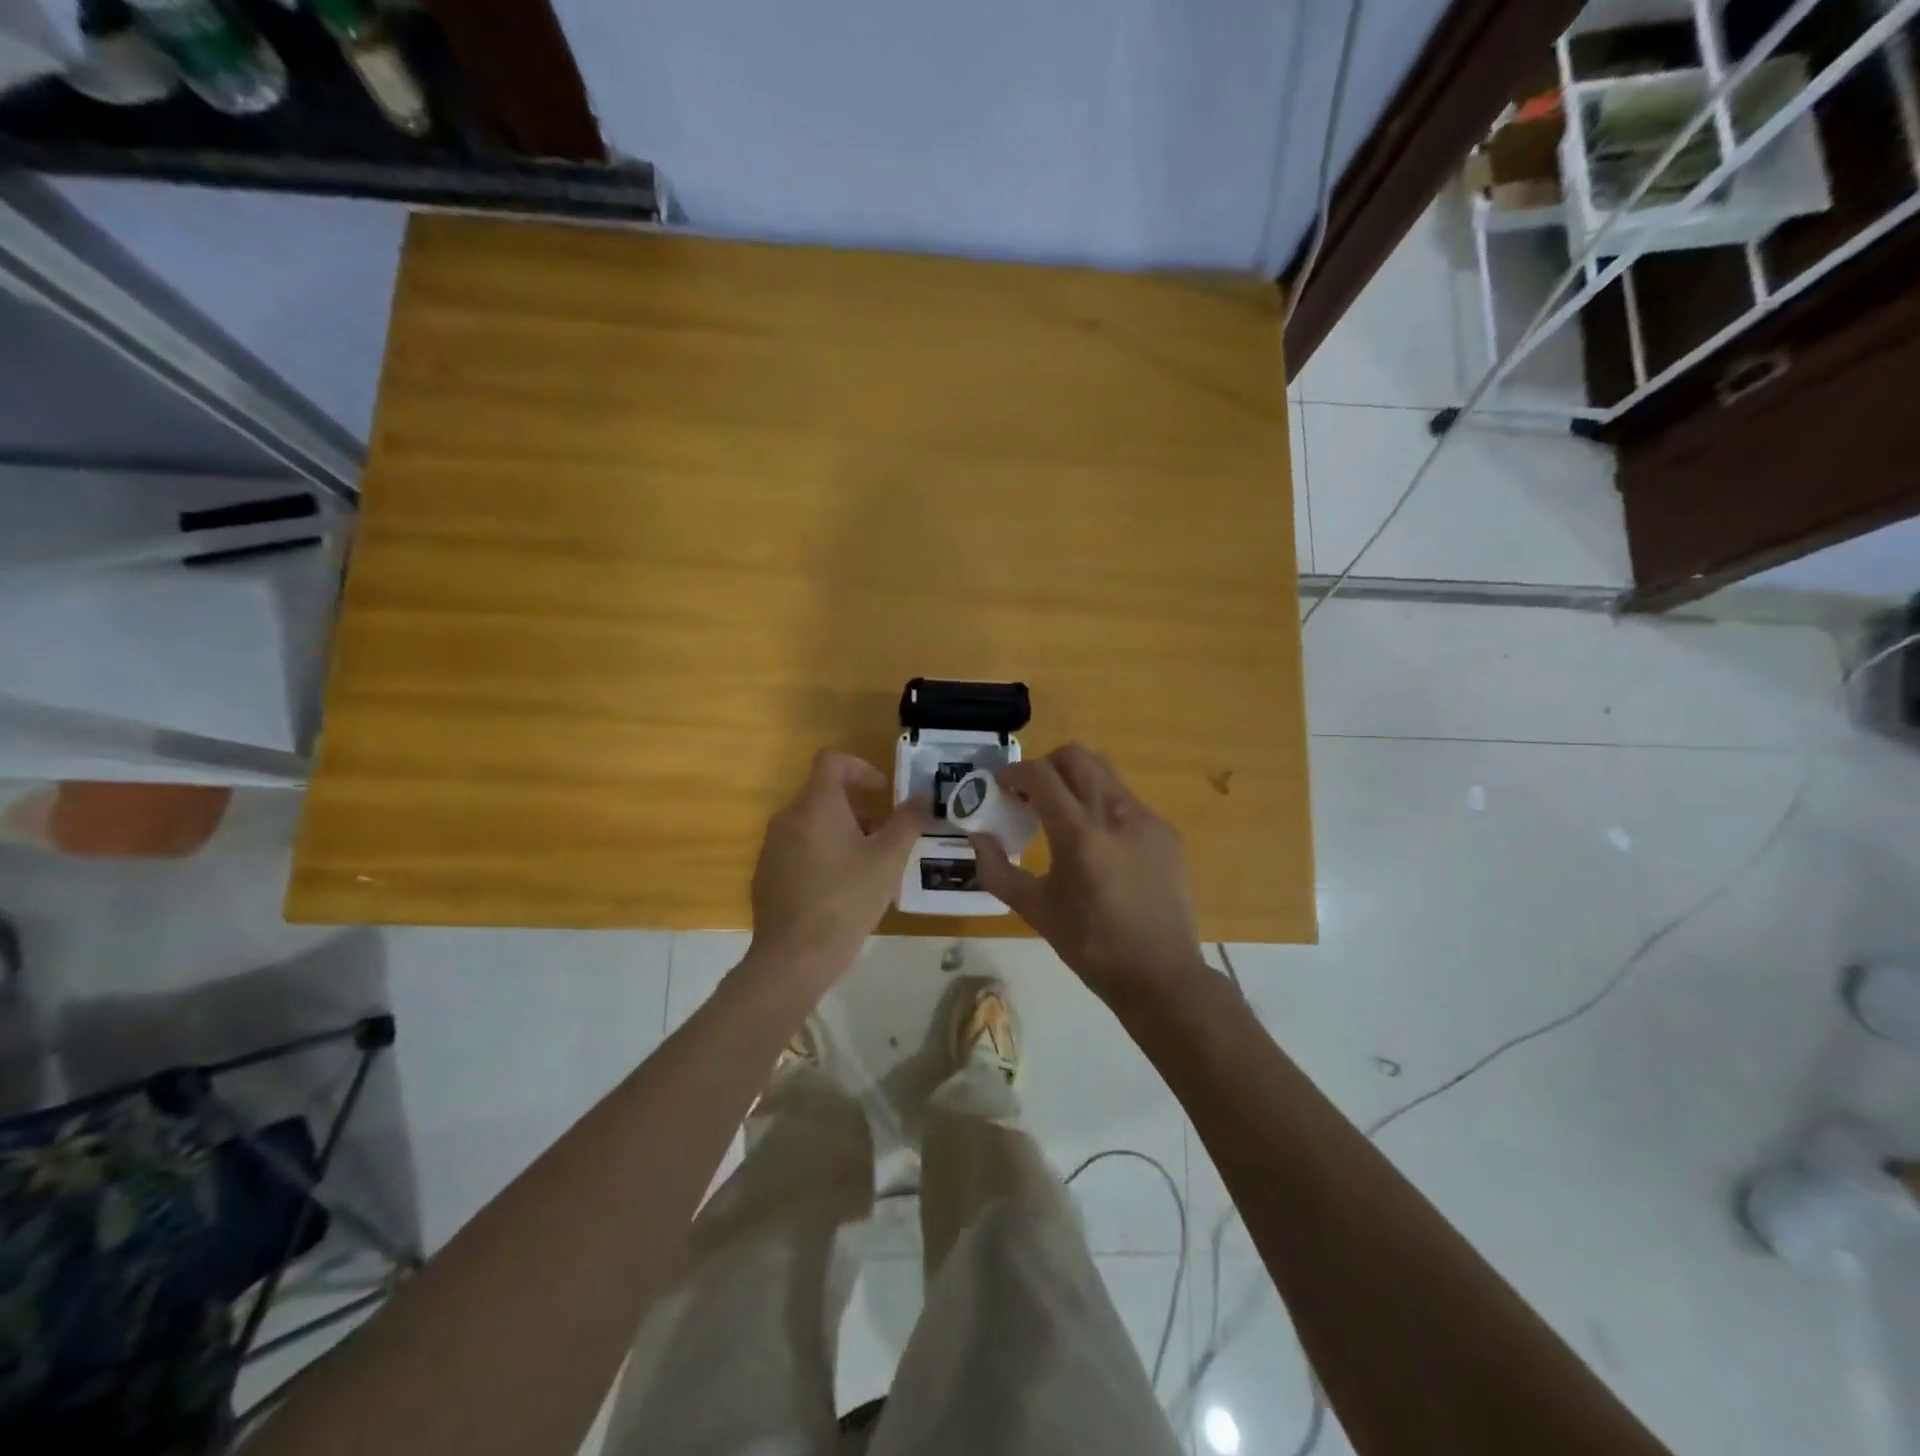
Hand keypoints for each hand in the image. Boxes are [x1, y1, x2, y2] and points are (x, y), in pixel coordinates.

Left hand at [747, 750, 927, 986]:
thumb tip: (921, 797)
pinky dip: (822, 854)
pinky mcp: (766, 874)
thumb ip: (907, 821)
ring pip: (811, 824)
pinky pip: (798, 849)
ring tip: (867, 867)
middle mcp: (788, 817)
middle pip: (824, 794)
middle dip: (858, 809)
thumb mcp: (889, 859)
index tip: (882, 792)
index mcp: (816, 805)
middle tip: (884, 838)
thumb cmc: (847, 899)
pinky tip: (840, 890)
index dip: (861, 768)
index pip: (832, 761)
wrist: (794, 957)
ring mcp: (772, 847)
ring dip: (841, 833)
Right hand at [970, 743, 1207, 1000]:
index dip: (1014, 773)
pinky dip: (1103, 805)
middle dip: (1046, 765)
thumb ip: (997, 870)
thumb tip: (978, 837)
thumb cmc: (1091, 946)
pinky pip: (1127, 800)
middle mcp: (1116, 814)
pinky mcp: (1167, 833)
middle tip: (1030, 794)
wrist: (1161, 975)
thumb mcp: (1035, 910)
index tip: (1001, 787)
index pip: (1041, 775)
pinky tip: (1099, 843)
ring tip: (1063, 814)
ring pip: (1105, 773)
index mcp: (1079, 835)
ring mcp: (1147, 820)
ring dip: (1076, 780)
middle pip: (1076, 757)